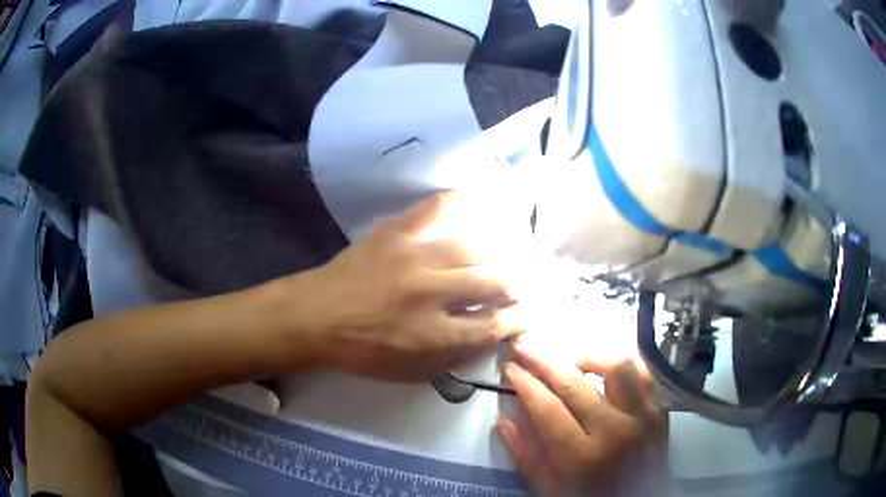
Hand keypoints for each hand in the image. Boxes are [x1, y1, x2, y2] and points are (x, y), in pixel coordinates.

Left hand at [305, 193, 521, 380]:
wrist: (315, 317)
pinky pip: (434, 209)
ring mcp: (414, 258)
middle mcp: (432, 293)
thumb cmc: (362, 351)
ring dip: (490, 257)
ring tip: (490, 260)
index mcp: (435, 335)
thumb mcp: (411, 372)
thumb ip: (454, 357)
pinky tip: (472, 200)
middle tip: (512, 288)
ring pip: (472, 247)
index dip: (516, 320)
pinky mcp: (396, 233)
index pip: (493, 325)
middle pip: (492, 282)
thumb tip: (489, 335)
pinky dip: (456, 202)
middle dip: (511, 287)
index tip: (525, 314)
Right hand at [498, 345, 668, 496]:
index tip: (510, 368)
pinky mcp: (659, 411)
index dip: (525, 384)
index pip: (547, 408)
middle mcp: (616, 431)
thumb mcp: (551, 489)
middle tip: (524, 349)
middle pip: (574, 384)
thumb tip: (505, 422)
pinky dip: (622, 366)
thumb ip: (527, 457)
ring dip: (587, 358)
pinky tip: (604, 370)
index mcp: (583, 457)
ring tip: (568, 361)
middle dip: (543, 362)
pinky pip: (643, 374)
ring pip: (616, 367)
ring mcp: (643, 417)